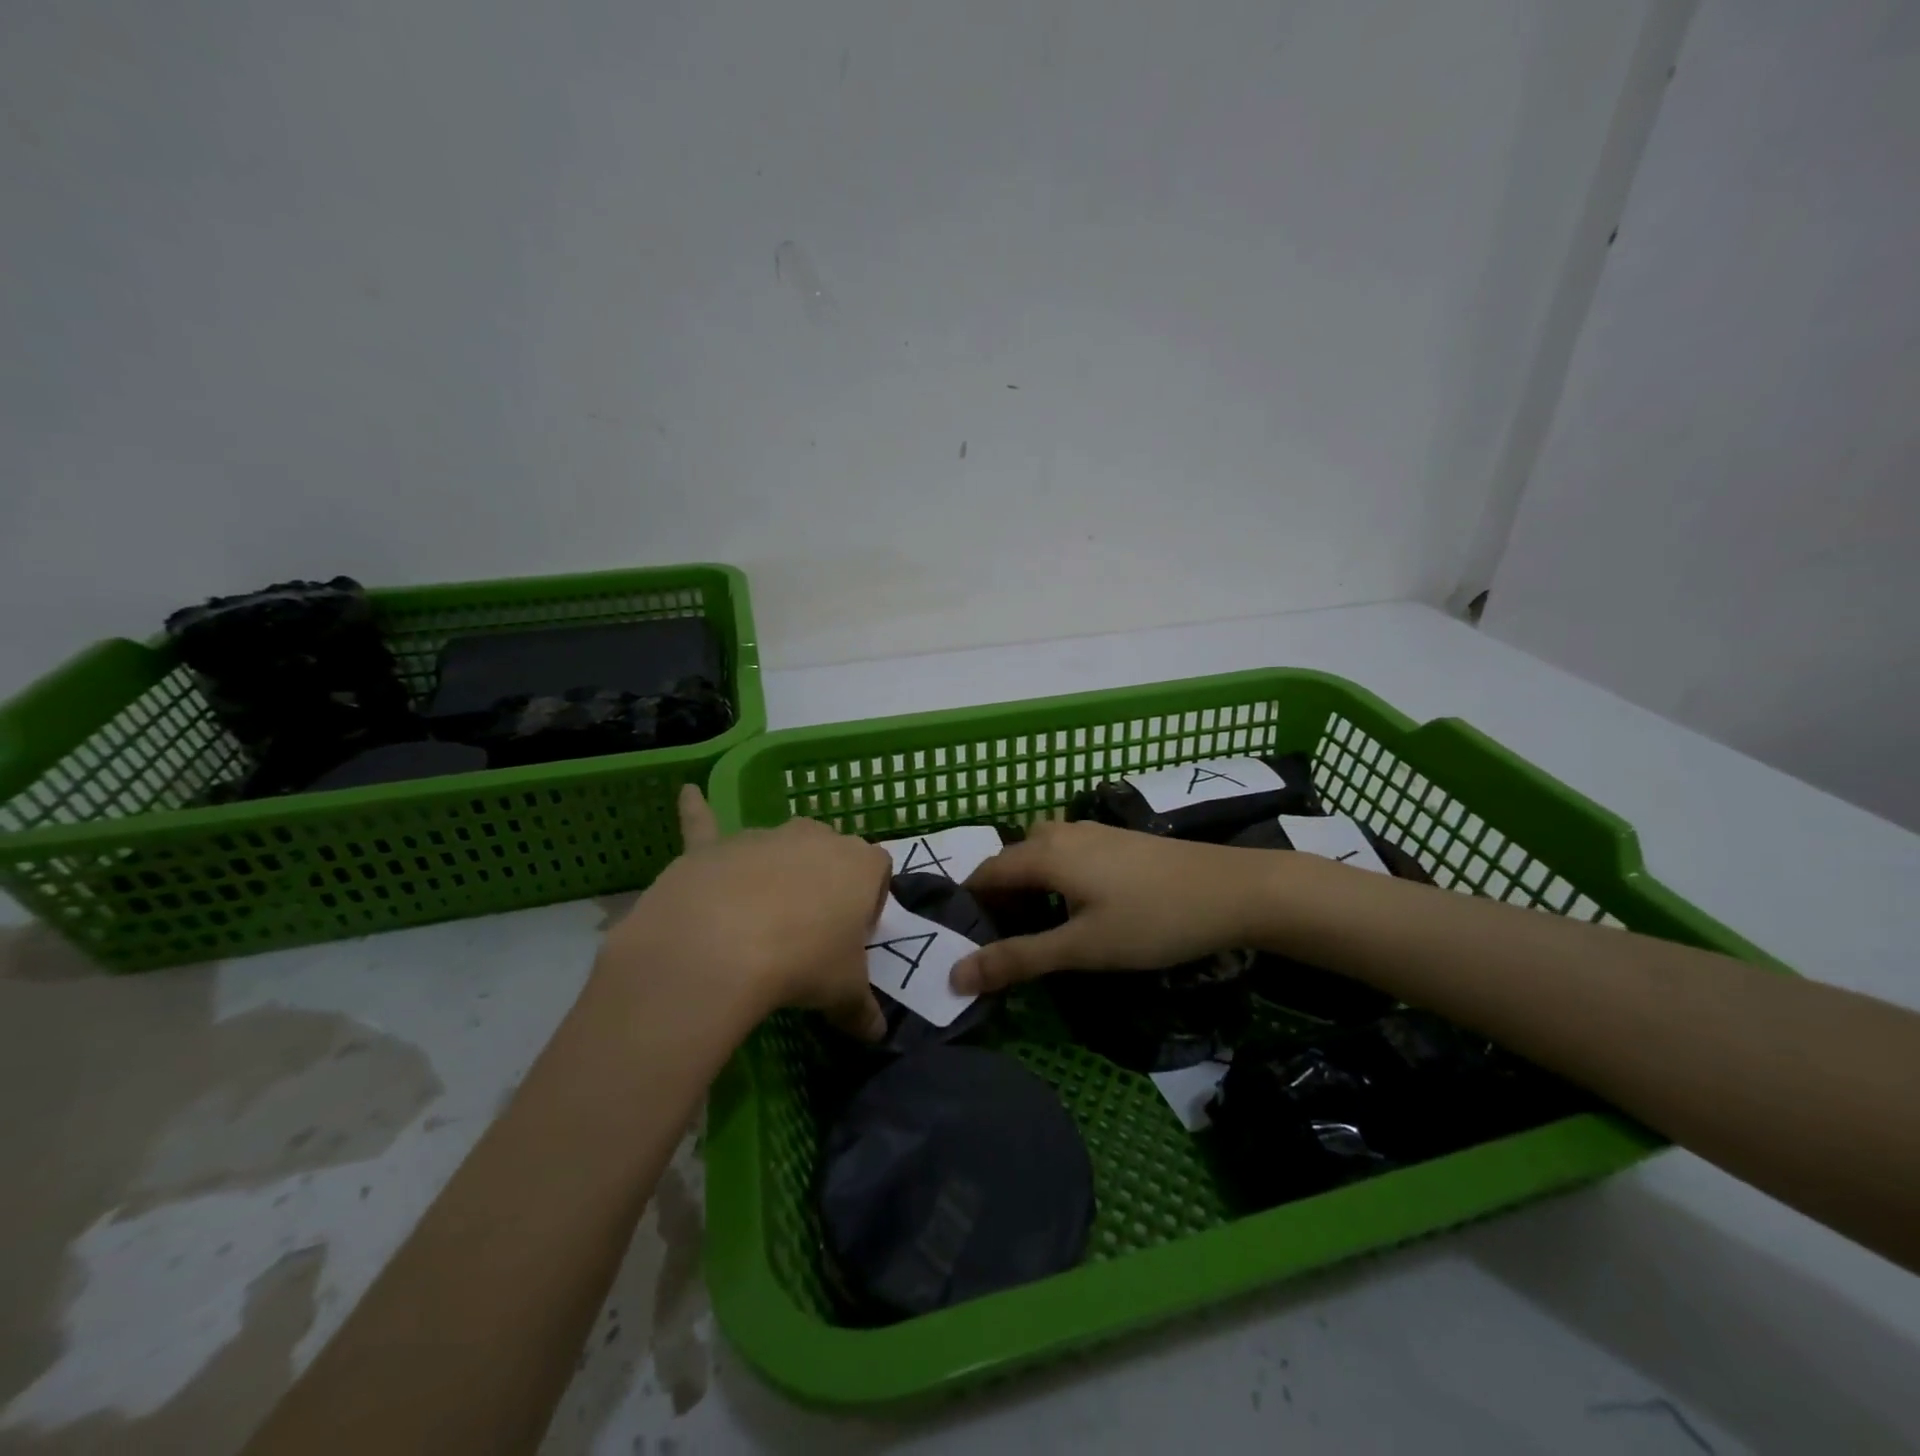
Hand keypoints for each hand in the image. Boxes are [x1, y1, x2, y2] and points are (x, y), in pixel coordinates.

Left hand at [601, 786, 892, 1039]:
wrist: (719, 947)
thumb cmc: (802, 962)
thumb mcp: (843, 992)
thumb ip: (862, 1010)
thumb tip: (875, 1035)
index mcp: (859, 864)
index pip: (878, 871)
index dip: (870, 902)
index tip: (854, 935)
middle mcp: (815, 837)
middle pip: (829, 854)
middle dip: (824, 884)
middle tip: (810, 931)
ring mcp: (762, 836)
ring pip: (778, 847)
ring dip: (777, 871)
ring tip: (761, 917)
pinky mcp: (713, 846)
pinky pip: (705, 823)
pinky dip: (697, 811)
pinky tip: (688, 793)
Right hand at [954, 819, 1276, 992]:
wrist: (1233, 890)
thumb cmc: (1152, 920)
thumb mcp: (1082, 947)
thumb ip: (1018, 959)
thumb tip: (956, 976)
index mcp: (1044, 853)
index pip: (984, 873)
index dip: (970, 907)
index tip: (965, 945)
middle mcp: (1060, 832)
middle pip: (1010, 861)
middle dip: (997, 899)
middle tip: (1001, 946)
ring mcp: (1091, 831)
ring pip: (1039, 855)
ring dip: (1026, 887)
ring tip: (1036, 929)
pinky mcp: (1116, 839)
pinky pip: (1065, 853)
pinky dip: (1053, 877)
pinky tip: (1076, 906)